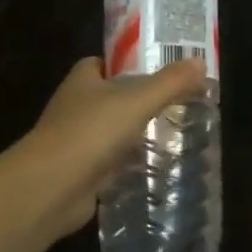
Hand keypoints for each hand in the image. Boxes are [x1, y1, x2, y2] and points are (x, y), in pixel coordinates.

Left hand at [15, 57, 208, 239]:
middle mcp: (74, 107)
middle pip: (110, 97)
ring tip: (173, 134)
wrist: (51, 188)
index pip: (102, 63)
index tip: (157, 69)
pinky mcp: (81, 173)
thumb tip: (200, 63)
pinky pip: (110, 162)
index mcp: (81, 81)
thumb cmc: (90, 132)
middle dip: (137, 100)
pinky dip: (129, 164)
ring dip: (134, 133)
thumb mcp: (137, 101)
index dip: (127, 64)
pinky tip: (155, 167)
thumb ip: (170, 83)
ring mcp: (75, 142)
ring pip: (111, 131)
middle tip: (175, 103)